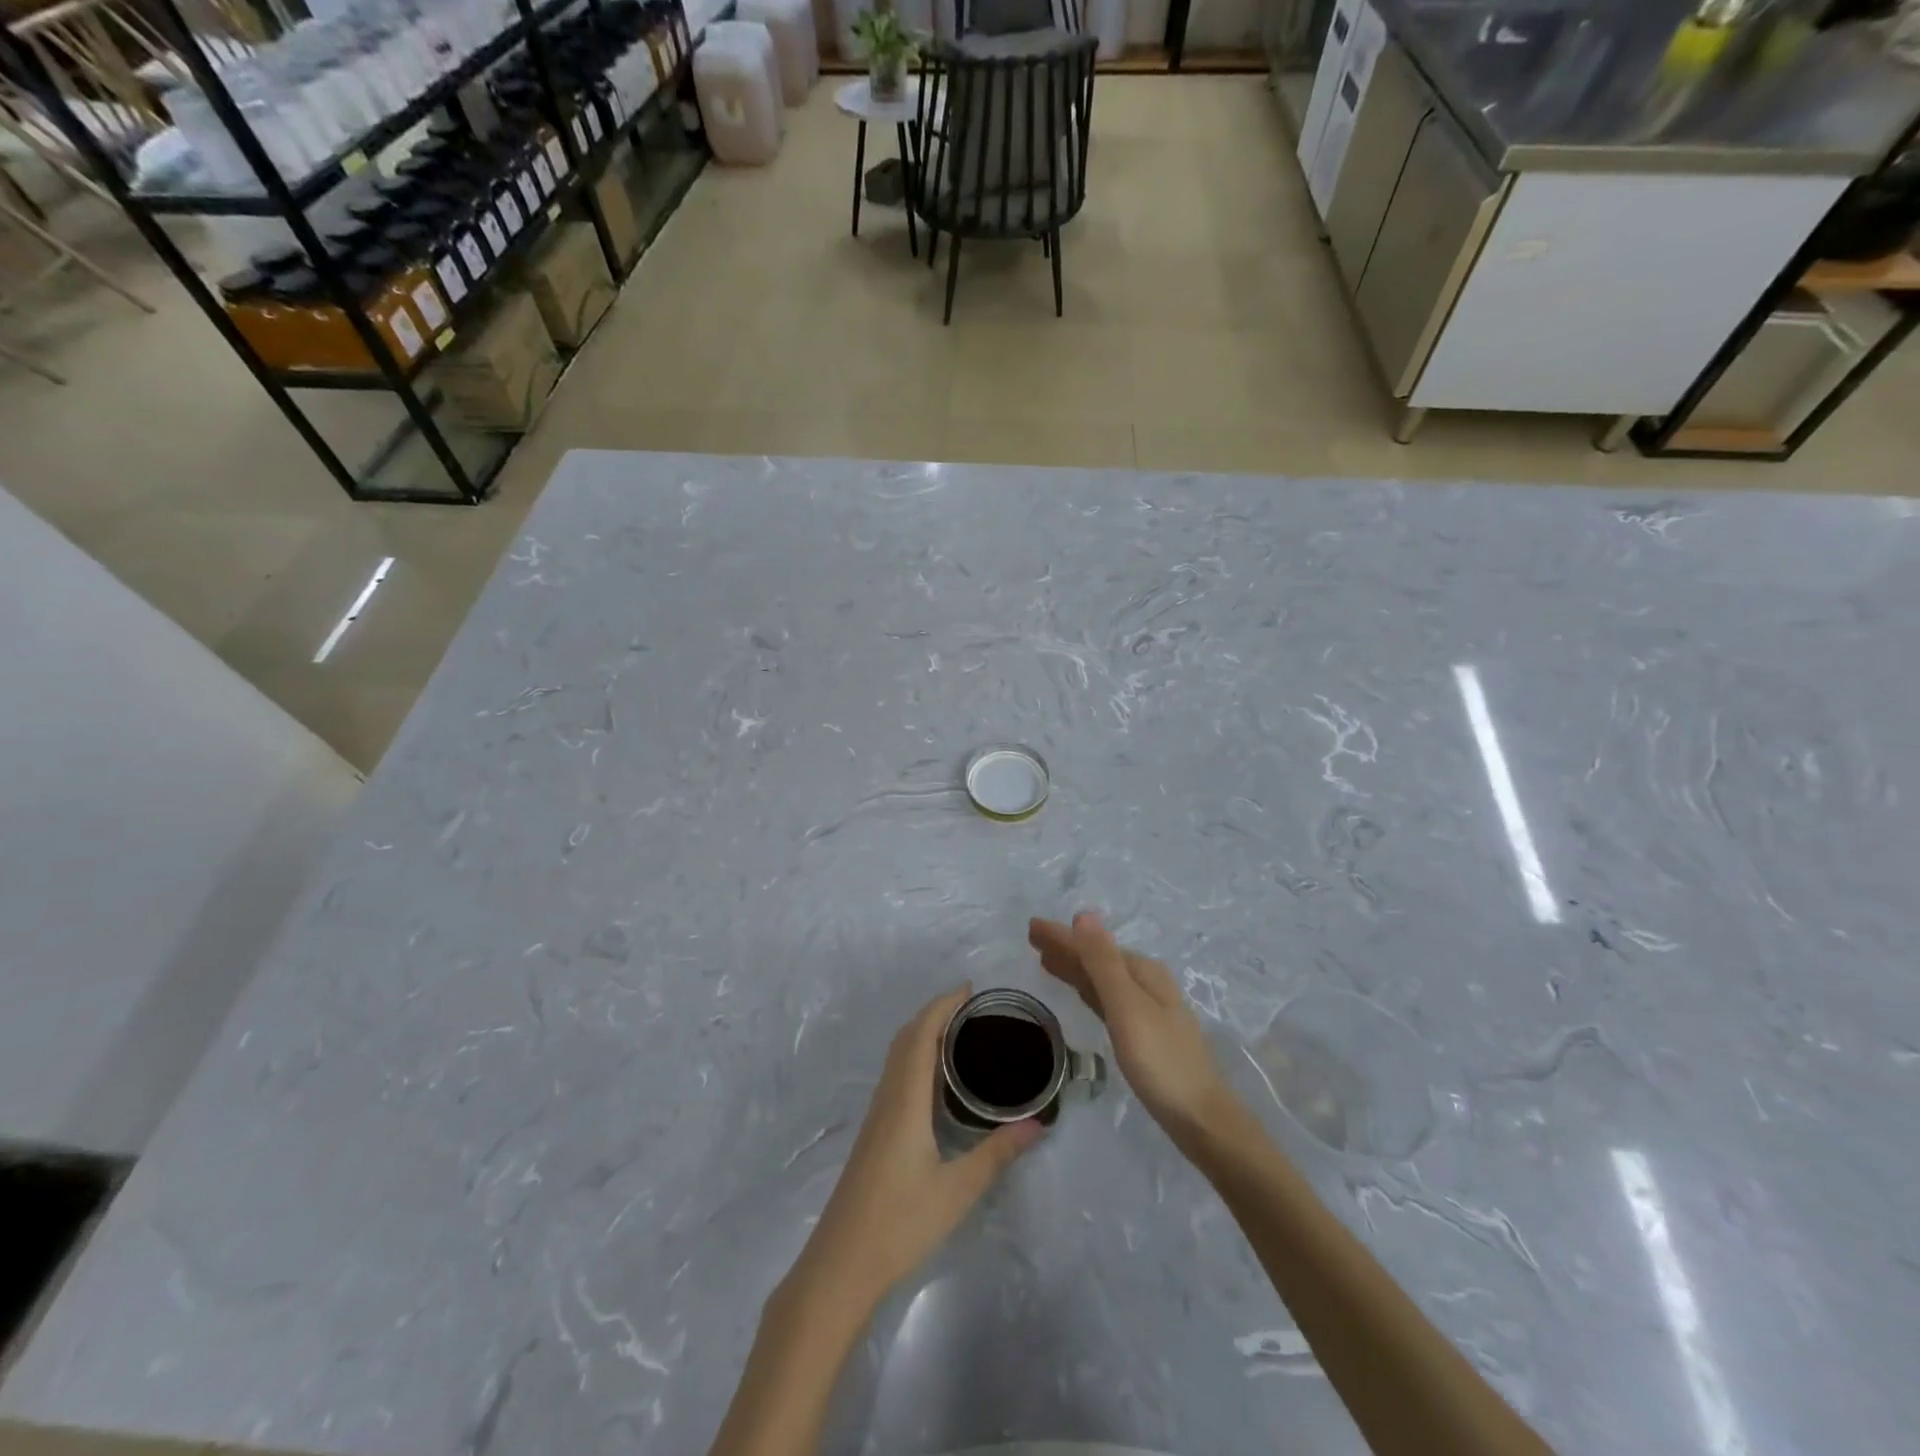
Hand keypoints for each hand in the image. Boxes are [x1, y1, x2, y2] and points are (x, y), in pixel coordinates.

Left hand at [786, 986, 1042, 1318]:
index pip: (922, 1034)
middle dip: (935, 1012)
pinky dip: (916, 1056)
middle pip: (907, 1037)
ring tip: (960, 1032)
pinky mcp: (875, 1131)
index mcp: (906, 1099)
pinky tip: (936, 1078)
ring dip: (924, 1032)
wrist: (841, 1263)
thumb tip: (1037, 1124)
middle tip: (972, 1007)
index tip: (970, 989)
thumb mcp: (958, 1189)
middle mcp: (888, 1096)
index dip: (943, 1005)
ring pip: (898, 1056)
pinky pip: (896, 1075)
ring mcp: (877, 1114)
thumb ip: (997, 1153)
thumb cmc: (900, 1222)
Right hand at [1029, 912, 1238, 1147]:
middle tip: (1032, 940)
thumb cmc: (1160, 1060)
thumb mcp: (1127, 1006)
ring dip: (1075, 968)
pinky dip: (1088, 990)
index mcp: (1143, 972)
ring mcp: (1147, 1009)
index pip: (1093, 945)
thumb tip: (1084, 915)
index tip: (1031, 927)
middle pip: (1098, 959)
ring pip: (1101, 979)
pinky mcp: (1143, 1034)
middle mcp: (1146, 983)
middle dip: (1067, 948)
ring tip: (1046, 962)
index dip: (1062, 935)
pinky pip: (1107, 999)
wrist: (1200, 1117)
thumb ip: (1103, 962)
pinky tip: (1081, 992)